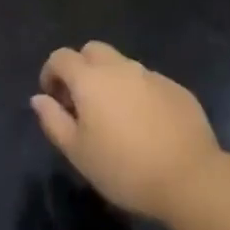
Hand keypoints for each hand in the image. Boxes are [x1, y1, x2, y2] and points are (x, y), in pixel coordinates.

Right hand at [31, 43, 222, 222]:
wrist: (190, 178)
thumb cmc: (124, 169)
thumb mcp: (78, 152)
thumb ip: (53, 121)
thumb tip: (39, 98)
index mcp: (90, 79)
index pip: (61, 57)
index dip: (51, 73)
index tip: (53, 98)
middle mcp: (120, 67)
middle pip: (93, 50)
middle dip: (81, 68)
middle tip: (82, 102)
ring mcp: (151, 75)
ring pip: (122, 65)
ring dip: (111, 80)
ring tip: (115, 116)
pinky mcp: (176, 88)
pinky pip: (148, 82)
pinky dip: (138, 93)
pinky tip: (145, 124)